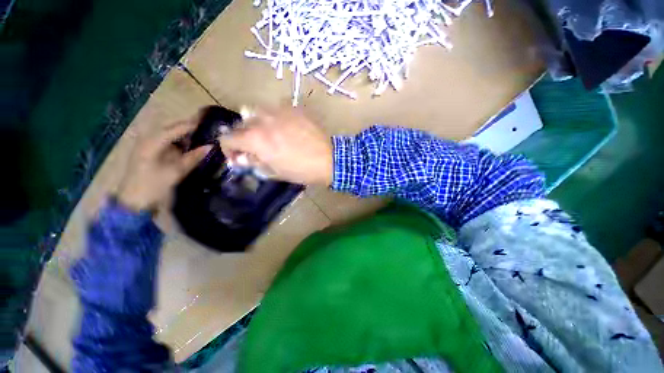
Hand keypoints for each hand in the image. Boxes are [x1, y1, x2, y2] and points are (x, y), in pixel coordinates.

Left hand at [117, 120, 211, 211]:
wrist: (133, 202)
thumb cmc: (153, 186)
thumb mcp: (176, 172)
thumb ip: (193, 157)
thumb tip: (210, 146)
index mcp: (152, 142)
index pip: (175, 128)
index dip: (191, 125)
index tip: (208, 121)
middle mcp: (148, 139)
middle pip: (170, 128)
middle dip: (187, 126)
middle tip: (205, 126)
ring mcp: (147, 146)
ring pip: (168, 134)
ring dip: (183, 133)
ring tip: (200, 133)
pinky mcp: (148, 153)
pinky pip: (166, 142)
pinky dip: (178, 141)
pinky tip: (188, 144)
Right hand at [219, 107, 332, 184]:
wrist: (328, 158)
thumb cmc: (301, 170)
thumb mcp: (274, 172)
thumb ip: (254, 163)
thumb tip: (240, 159)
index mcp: (255, 138)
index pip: (227, 138)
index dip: (229, 149)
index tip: (239, 156)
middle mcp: (262, 119)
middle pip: (241, 124)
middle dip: (244, 137)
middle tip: (256, 147)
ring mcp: (278, 110)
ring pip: (257, 112)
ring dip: (257, 124)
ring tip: (270, 134)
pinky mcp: (293, 107)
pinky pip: (275, 109)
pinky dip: (274, 118)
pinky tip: (286, 127)